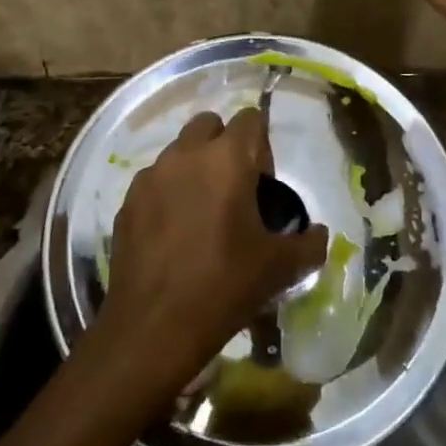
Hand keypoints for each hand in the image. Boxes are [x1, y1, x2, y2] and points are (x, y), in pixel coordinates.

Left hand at [98, 108, 327, 397]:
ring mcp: (150, 177)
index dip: (262, 145)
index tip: (263, 184)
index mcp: (226, 159)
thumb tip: (318, 233)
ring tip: (202, 214)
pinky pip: (154, 182)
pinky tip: (174, 235)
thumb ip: (309, 242)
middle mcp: (185, 155)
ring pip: (178, 152)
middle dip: (224, 145)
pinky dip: (168, 194)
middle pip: (209, 125)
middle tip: (234, 190)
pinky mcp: (127, 202)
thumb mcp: (281, 267)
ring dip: (194, 168)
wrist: (154, 327)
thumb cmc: (224, 286)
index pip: (250, 118)